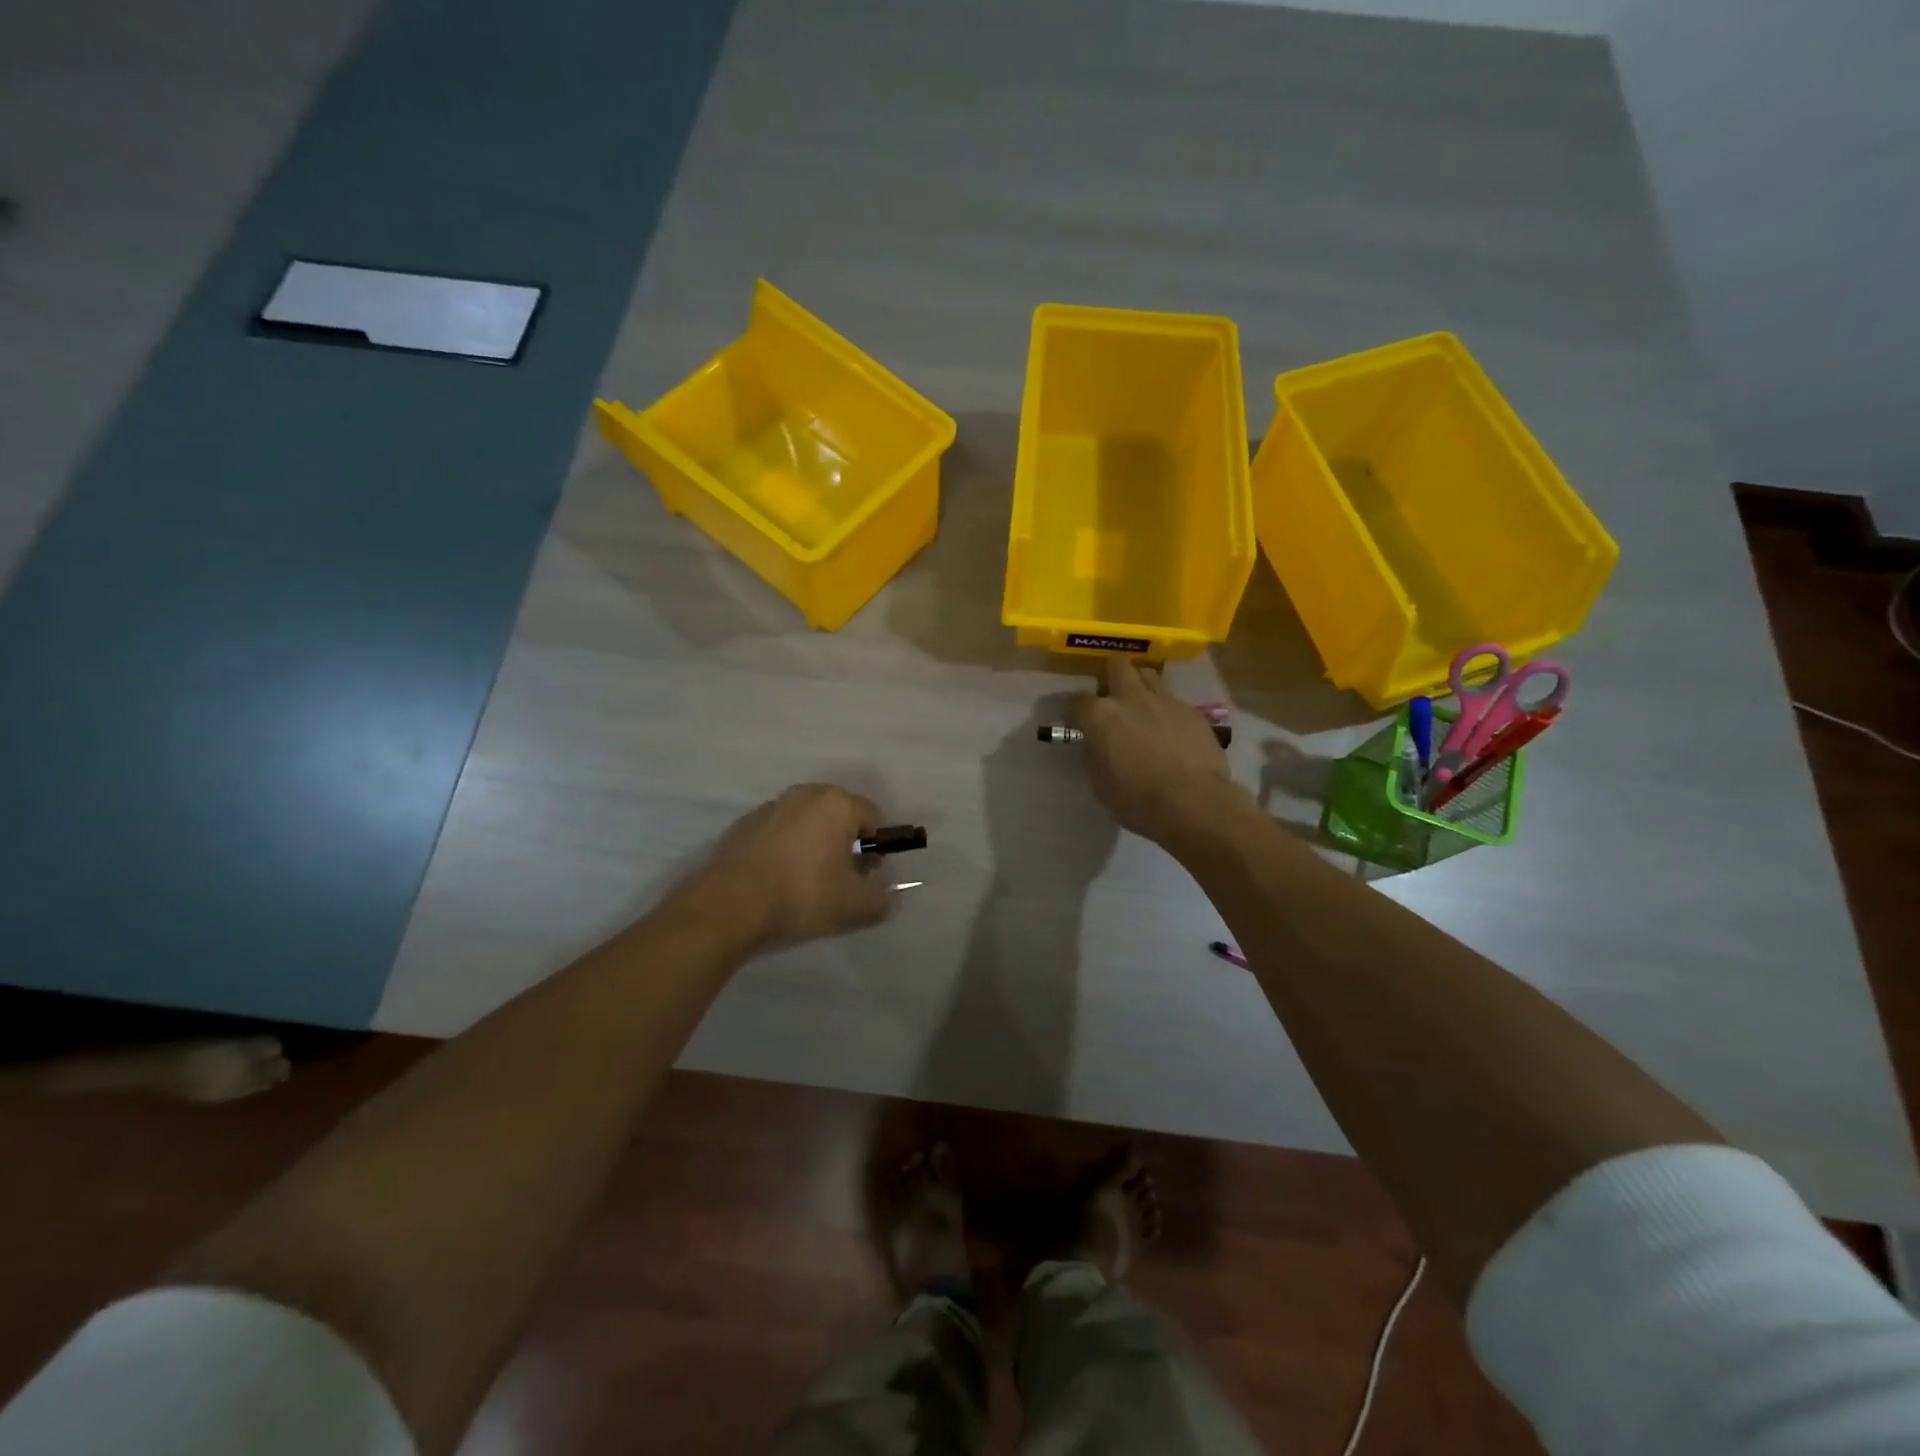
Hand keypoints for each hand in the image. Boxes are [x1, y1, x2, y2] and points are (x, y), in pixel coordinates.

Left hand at [687, 784, 895, 950]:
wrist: (730, 906)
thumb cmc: (803, 896)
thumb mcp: (856, 906)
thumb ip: (883, 898)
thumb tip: (888, 894)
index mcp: (837, 803)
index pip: (874, 818)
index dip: (877, 848)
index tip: (867, 876)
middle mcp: (805, 794)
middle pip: (839, 816)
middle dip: (845, 843)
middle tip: (840, 880)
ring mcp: (771, 807)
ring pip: (807, 823)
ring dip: (814, 845)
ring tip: (806, 883)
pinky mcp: (743, 825)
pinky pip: (778, 833)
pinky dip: (785, 850)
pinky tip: (777, 880)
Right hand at [1069, 659, 1233, 846]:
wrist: (1193, 803)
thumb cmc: (1137, 800)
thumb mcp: (1099, 784)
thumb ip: (1094, 754)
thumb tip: (1095, 742)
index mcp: (1100, 716)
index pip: (1077, 700)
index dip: (1076, 711)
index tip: (1079, 722)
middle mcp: (1130, 697)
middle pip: (1116, 665)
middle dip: (1110, 675)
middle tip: (1112, 697)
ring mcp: (1164, 699)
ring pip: (1148, 673)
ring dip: (1140, 685)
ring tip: (1142, 705)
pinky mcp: (1192, 710)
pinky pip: (1173, 698)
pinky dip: (1166, 708)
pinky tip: (1170, 728)